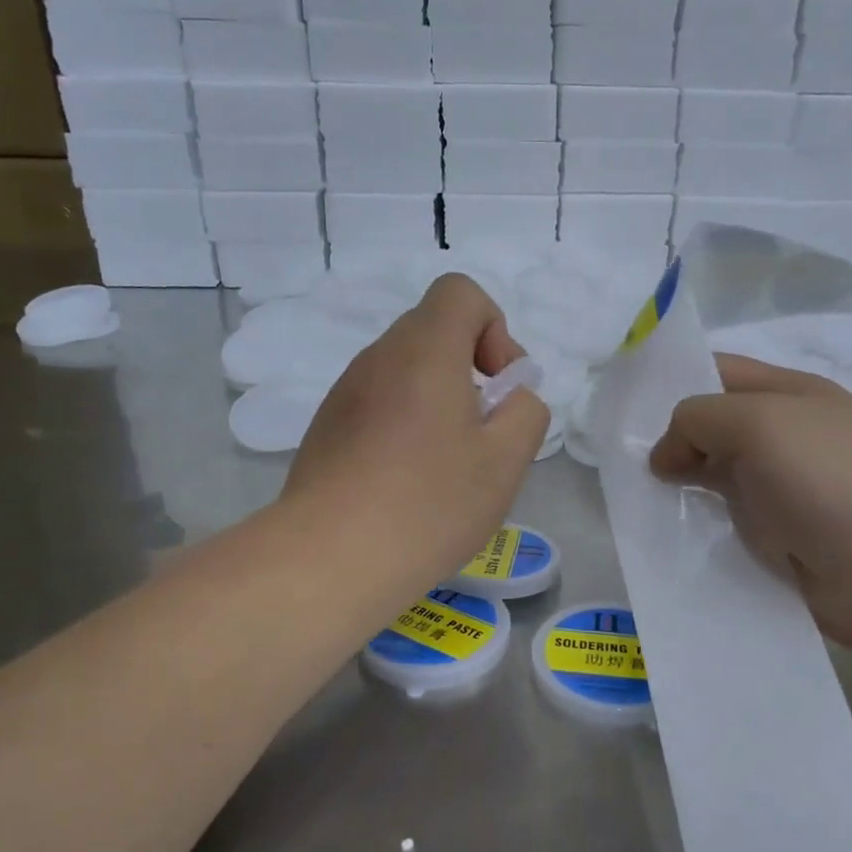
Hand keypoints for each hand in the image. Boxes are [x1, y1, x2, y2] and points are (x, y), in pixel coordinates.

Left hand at [285, 275, 549, 590]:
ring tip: (445, 467)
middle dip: (469, 371)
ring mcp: (344, 394)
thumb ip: (526, 412)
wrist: (331, 558)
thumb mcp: (506, 460)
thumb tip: (510, 398)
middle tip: (482, 434)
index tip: (498, 387)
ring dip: (436, 402)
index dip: (494, 329)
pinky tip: (406, 484)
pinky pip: (377, 406)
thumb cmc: (429, 503)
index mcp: (424, 350)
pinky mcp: (325, 430)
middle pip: (433, 333)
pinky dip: (403, 426)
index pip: (460, 293)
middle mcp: (378, 358)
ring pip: (404, 373)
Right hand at [649, 354, 851, 658]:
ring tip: (634, 501)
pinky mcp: (780, 540)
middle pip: (713, 429)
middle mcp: (786, 437)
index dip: (673, 382)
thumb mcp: (757, 423)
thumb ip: (698, 420)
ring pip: (714, 480)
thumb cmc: (830, 478)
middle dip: (669, 441)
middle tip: (619, 463)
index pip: (718, 373)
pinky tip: (665, 536)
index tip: (624, 410)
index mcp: (789, 394)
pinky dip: (697, 528)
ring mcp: (784, 491)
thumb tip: (663, 456)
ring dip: (679, 488)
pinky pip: (726, 525)